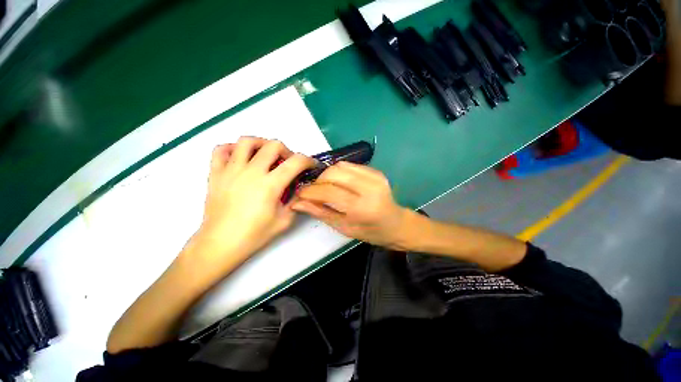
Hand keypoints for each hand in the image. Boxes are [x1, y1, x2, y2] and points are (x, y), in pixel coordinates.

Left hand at [188, 137, 314, 272]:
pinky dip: (233, 149)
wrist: (221, 243)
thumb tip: (299, 188)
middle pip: (274, 145)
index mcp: (270, 185)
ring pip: (247, 141)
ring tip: (266, 156)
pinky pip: (221, 149)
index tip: (311, 165)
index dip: (308, 160)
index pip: (296, 162)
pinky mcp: (216, 173)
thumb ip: (296, 201)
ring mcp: (231, 170)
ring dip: (262, 144)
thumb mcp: (285, 220)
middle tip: (288, 163)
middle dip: (287, 151)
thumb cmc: (254, 235)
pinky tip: (241, 159)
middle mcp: (251, 172)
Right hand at [291, 162, 409, 248]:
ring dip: (327, 175)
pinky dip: (339, 172)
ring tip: (325, 186)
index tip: (299, 193)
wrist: (395, 223)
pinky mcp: (376, 171)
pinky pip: (350, 165)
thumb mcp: (343, 227)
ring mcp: (375, 176)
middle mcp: (369, 188)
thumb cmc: (369, 231)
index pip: (329, 191)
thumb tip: (297, 203)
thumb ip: (320, 212)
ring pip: (340, 166)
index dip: (310, 191)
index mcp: (362, 208)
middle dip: (318, 180)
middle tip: (313, 191)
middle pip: (333, 173)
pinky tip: (338, 182)